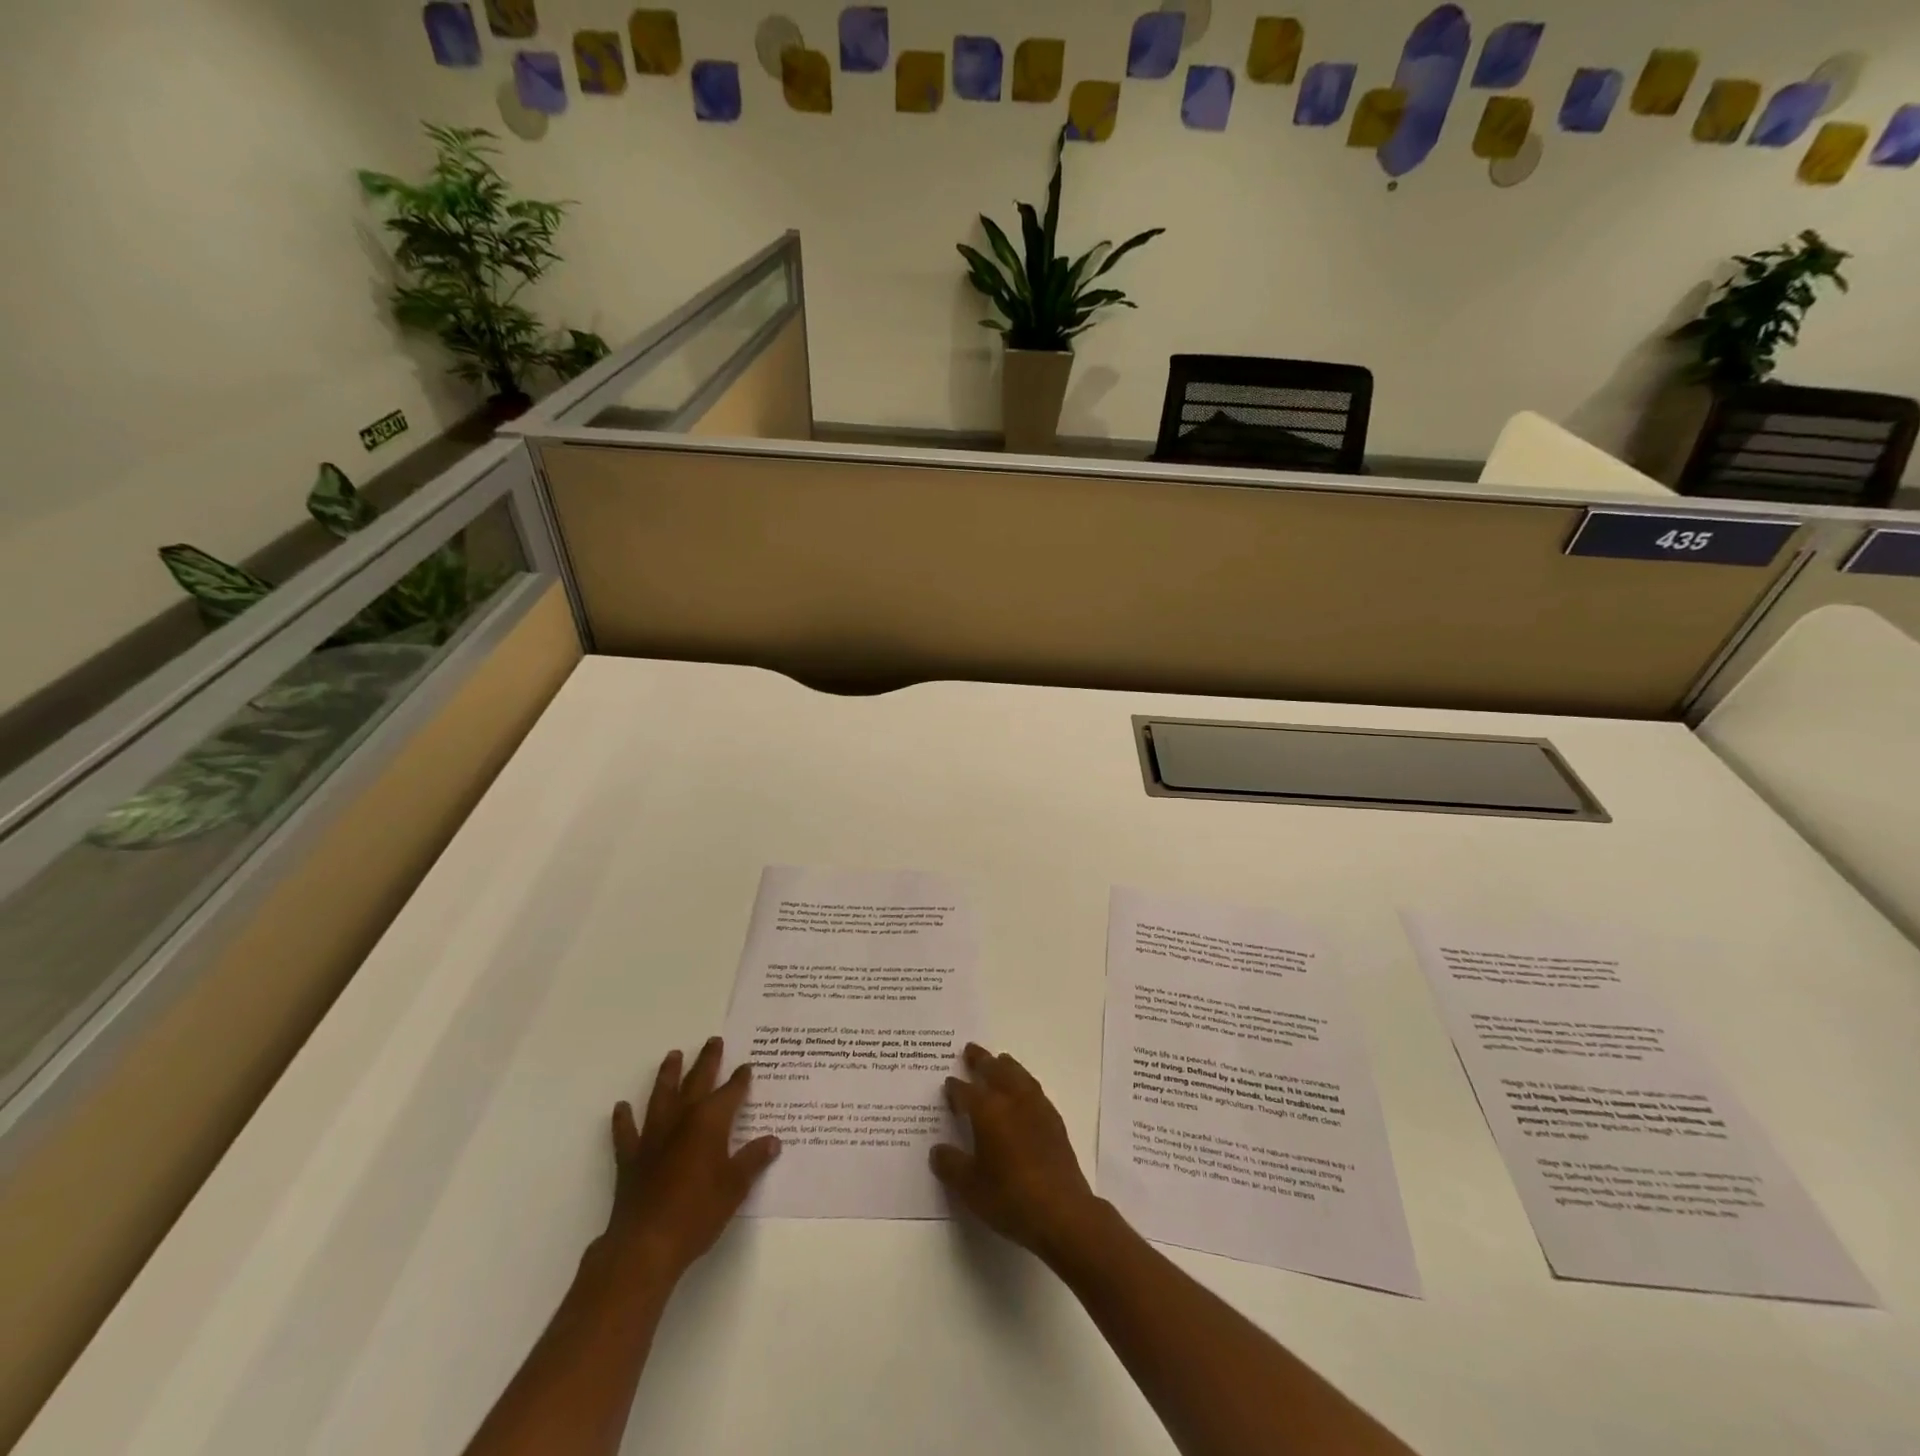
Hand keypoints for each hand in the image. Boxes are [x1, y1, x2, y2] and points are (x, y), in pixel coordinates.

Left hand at [607, 1037, 780, 1281]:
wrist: (646, 1245)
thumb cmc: (698, 1213)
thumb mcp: (735, 1187)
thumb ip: (753, 1160)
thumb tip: (772, 1141)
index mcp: (710, 1122)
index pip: (731, 1092)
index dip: (740, 1079)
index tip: (747, 1067)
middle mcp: (682, 1120)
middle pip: (697, 1082)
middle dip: (707, 1061)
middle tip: (713, 1041)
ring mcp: (653, 1137)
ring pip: (661, 1096)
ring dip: (668, 1075)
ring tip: (672, 1055)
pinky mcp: (631, 1158)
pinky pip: (626, 1133)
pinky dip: (623, 1119)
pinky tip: (621, 1107)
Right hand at [930, 1043, 1104, 1265]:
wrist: (1061, 1212)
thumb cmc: (1009, 1197)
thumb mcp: (970, 1187)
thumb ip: (951, 1165)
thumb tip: (938, 1150)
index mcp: (988, 1111)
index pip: (966, 1092)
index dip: (955, 1088)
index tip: (949, 1083)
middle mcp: (1012, 1100)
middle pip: (995, 1071)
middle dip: (981, 1060)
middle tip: (971, 1049)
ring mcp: (1037, 1108)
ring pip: (1018, 1075)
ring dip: (1006, 1066)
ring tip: (999, 1060)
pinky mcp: (1054, 1121)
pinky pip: (1035, 1089)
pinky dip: (1024, 1082)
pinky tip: (1024, 1091)